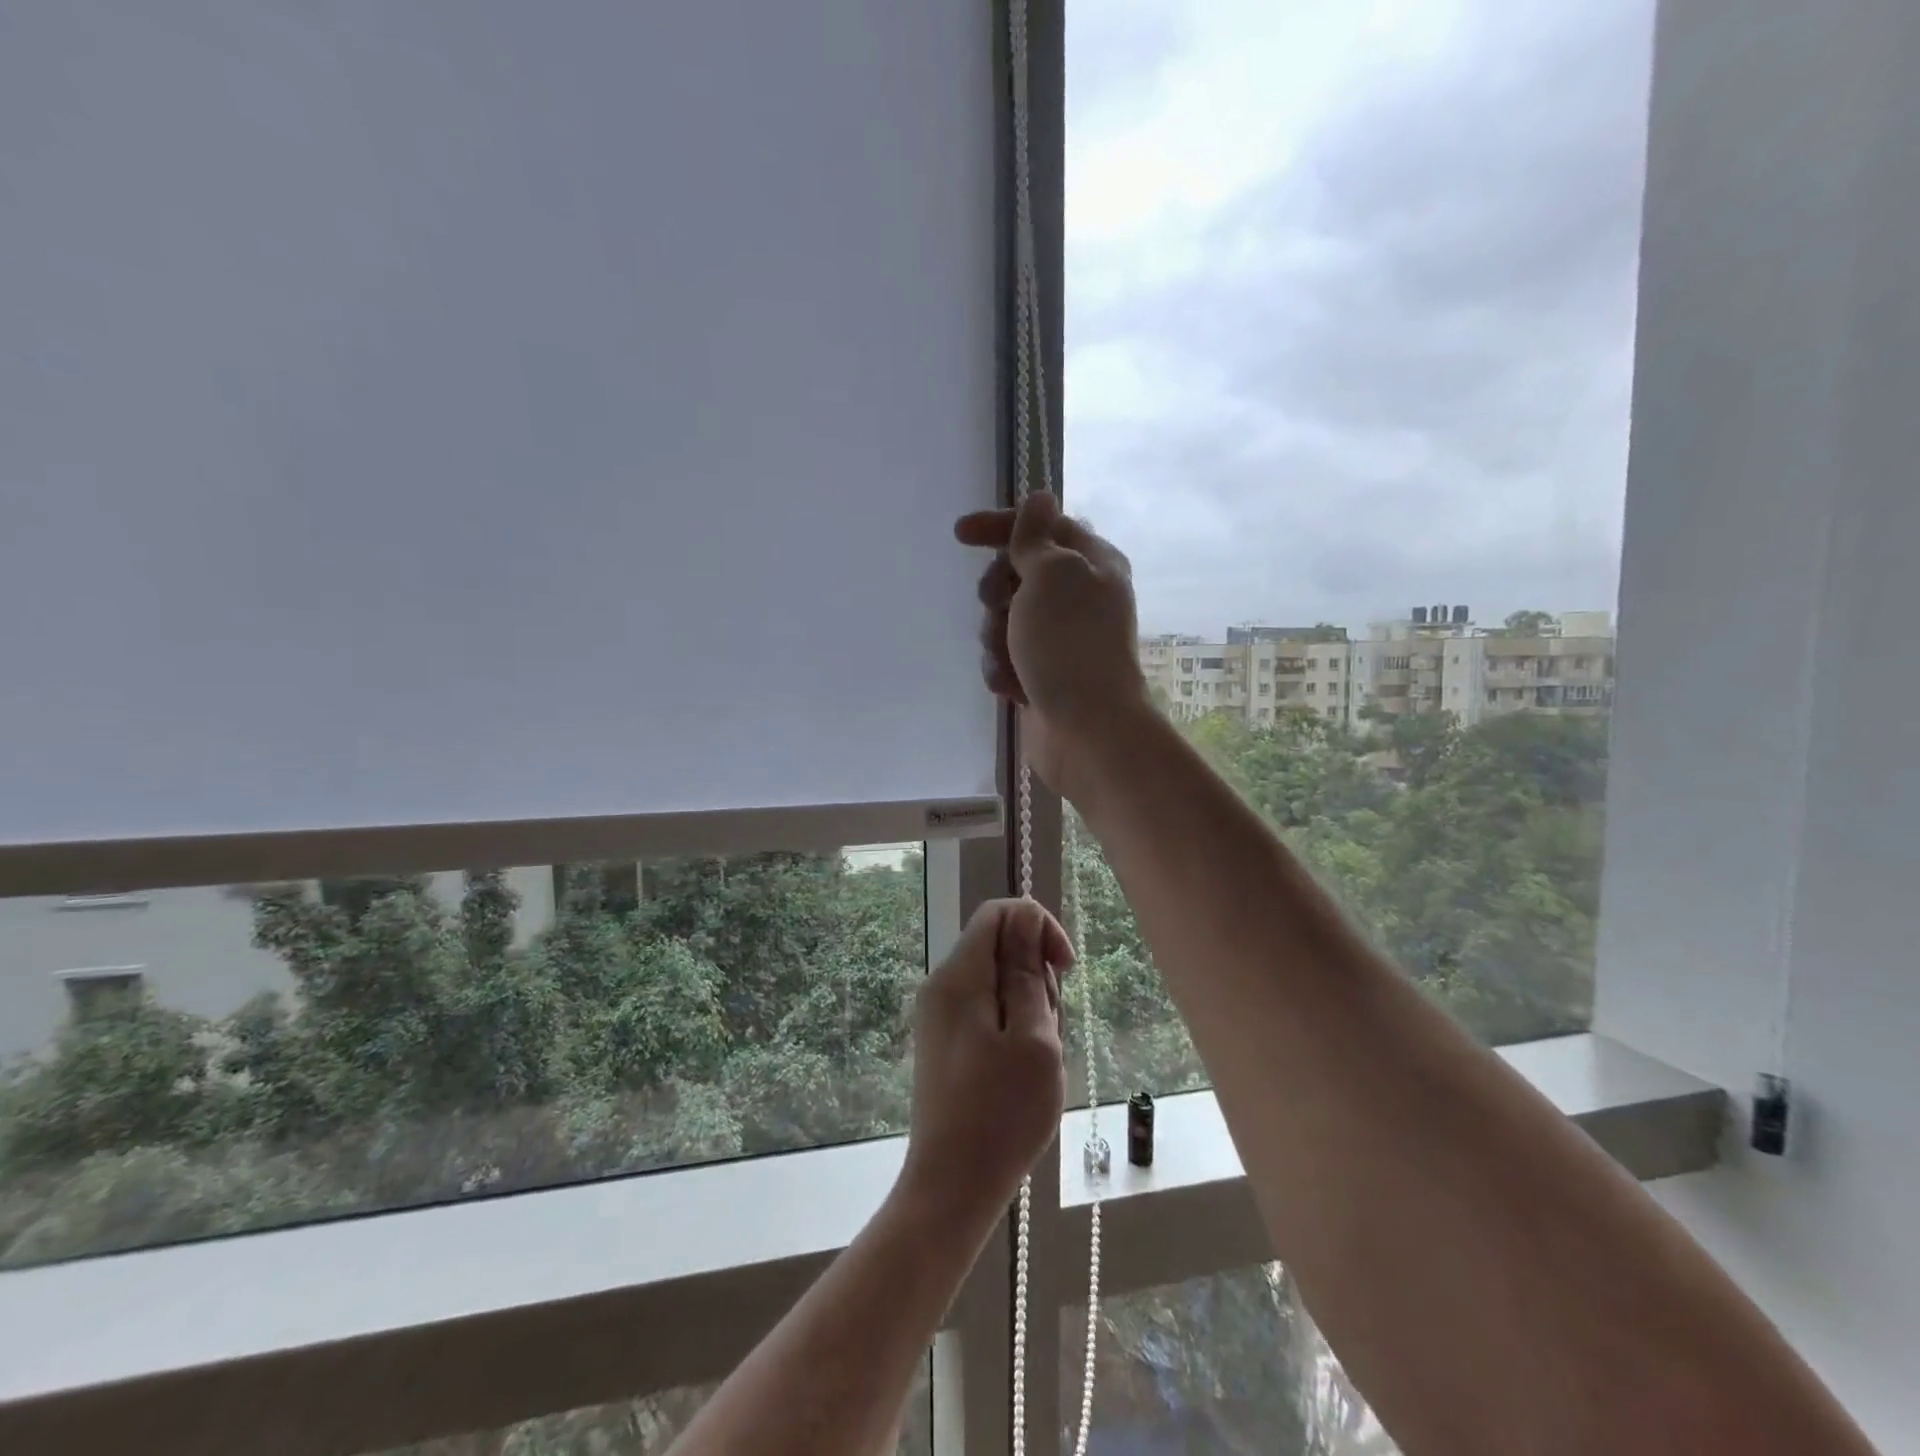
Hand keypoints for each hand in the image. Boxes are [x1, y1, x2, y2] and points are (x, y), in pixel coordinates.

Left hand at [900, 898, 1073, 1222]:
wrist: (951, 1187)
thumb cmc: (1002, 1114)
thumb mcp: (1033, 1038)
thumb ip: (1027, 971)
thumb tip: (1025, 916)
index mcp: (959, 976)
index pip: (999, 913)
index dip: (1039, 927)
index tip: (1066, 970)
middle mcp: (941, 985)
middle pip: (999, 948)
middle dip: (1036, 976)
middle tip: (1050, 1030)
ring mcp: (939, 1015)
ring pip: (997, 983)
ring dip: (1029, 1008)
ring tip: (1038, 1059)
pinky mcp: (944, 1042)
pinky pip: (986, 1012)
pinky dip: (1013, 1028)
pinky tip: (1022, 1070)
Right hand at [955, 492, 1149, 790]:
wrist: (1087, 730)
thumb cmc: (1069, 644)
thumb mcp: (1051, 575)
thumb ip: (1036, 536)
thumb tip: (1040, 498)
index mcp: (1090, 563)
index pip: (1040, 526)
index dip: (1000, 525)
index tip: (961, 534)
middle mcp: (1077, 596)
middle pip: (1015, 574)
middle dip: (996, 593)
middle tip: (1000, 609)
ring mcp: (1058, 639)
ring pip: (1003, 619)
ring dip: (995, 637)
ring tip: (1010, 659)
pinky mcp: (1041, 674)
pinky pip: (1004, 657)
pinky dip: (1001, 668)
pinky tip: (1011, 687)